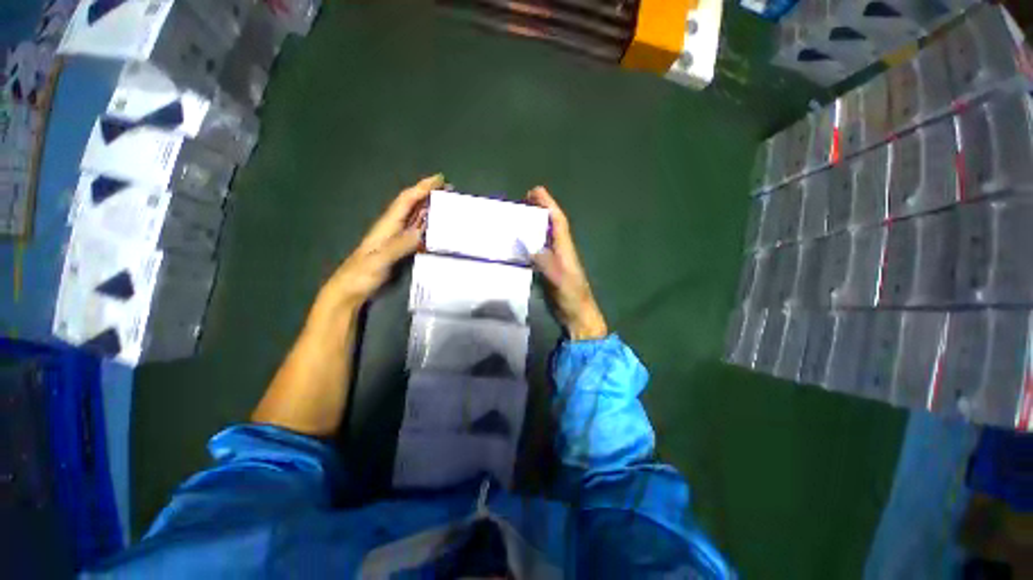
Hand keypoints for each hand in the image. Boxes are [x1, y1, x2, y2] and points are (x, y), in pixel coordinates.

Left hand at [313, 174, 442, 317]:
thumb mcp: (379, 259)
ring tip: (448, 207)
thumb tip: (422, 231)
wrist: (348, 292)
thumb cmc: (360, 275)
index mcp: (387, 225)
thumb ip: (399, 245)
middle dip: (429, 195)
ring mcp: (395, 240)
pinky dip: (428, 228)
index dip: (422, 188)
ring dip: (430, 210)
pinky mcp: (399, 251)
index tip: (440, 179)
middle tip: (449, 192)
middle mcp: (392, 228)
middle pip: (412, 206)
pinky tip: (437, 231)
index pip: (406, 200)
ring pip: (415, 219)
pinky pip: (416, 234)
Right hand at [526, 186, 608, 340]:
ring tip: (520, 216)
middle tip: (524, 199)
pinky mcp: (549, 271)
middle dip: (541, 209)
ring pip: (545, 236)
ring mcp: (555, 261)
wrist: (577, 315)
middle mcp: (561, 251)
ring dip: (535, 224)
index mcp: (565, 249)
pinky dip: (531, 242)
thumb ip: (546, 263)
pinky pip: (539, 251)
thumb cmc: (572, 297)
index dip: (548, 204)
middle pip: (552, 225)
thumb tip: (531, 246)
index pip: (558, 221)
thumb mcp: (559, 279)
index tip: (535, 191)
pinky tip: (521, 244)